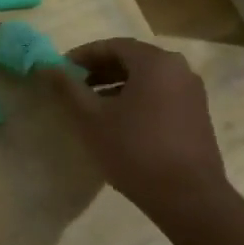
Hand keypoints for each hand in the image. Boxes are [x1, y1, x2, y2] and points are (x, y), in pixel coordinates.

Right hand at [44, 38, 225, 209]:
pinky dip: (136, 100)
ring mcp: (192, 93)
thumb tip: (46, 66)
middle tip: (73, 88)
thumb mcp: (91, 119)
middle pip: (132, 60)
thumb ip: (68, 88)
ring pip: (147, 80)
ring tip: (91, 107)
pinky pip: (160, 96)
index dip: (82, 56)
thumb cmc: (135, 151)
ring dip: (116, 87)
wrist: (188, 198)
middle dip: (99, 71)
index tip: (60, 71)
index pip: (113, 46)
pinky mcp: (197, 116)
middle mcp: (179, 69)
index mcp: (155, 62)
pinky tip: (118, 123)